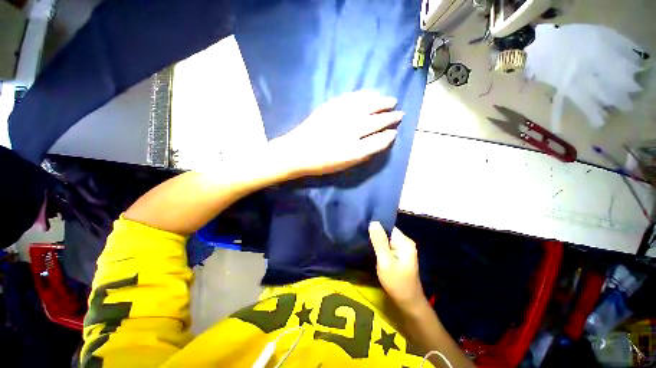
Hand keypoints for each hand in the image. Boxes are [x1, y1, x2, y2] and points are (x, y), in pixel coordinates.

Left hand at [270, 91, 403, 178]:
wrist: (297, 151)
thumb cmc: (321, 162)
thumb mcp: (344, 165)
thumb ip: (363, 154)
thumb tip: (379, 142)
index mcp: (353, 150)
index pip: (378, 141)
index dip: (388, 136)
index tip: (394, 132)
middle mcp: (350, 131)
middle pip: (376, 121)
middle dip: (390, 117)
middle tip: (399, 114)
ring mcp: (341, 116)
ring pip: (367, 106)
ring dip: (381, 103)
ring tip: (391, 101)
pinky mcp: (331, 106)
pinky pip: (353, 98)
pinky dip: (365, 96)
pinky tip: (372, 95)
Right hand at [369, 221, 425, 311]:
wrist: (408, 303)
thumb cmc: (397, 283)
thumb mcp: (385, 261)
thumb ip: (379, 241)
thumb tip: (373, 222)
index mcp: (404, 242)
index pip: (388, 226)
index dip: (376, 226)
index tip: (363, 227)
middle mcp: (405, 242)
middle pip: (387, 232)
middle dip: (375, 234)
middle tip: (361, 235)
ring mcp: (403, 249)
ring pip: (386, 239)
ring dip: (377, 241)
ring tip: (364, 240)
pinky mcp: (400, 256)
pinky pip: (388, 246)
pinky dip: (380, 247)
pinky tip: (372, 249)